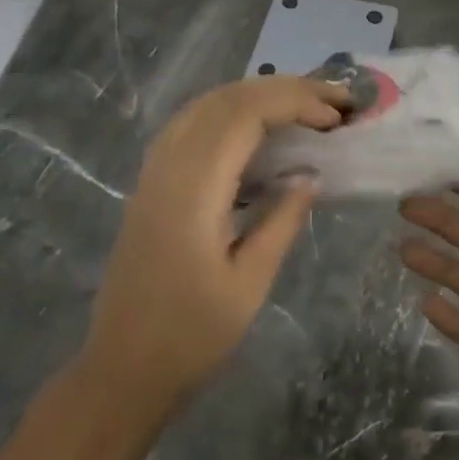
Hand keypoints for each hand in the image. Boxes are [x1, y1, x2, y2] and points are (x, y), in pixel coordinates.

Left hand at [78, 75, 348, 415]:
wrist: (122, 369)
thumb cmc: (191, 336)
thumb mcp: (249, 283)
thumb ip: (281, 220)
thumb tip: (308, 175)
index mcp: (193, 188)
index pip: (245, 114)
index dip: (294, 102)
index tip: (336, 116)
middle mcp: (168, 164)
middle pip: (225, 98)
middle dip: (282, 89)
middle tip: (332, 101)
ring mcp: (154, 170)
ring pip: (206, 105)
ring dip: (256, 95)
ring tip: (304, 106)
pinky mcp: (151, 181)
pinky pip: (192, 124)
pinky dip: (231, 113)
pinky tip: (257, 130)